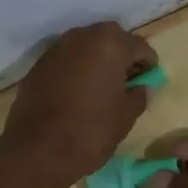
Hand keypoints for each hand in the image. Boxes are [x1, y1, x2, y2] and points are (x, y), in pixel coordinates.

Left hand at [3, 22, 157, 187]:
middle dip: (122, 55)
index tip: (149, 80)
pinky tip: (79, 91)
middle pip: (111, 38)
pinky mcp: (38, 65)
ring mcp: (56, 49)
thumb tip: (142, 88)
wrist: (38, 150)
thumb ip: (139, 96)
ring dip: (98, 59)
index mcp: (110, 45)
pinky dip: (77, 68)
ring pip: (86, 46)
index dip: (149, 63)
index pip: (139, 46)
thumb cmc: (91, 131)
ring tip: (103, 85)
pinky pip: (66, 59)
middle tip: (128, 79)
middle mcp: (82, 37)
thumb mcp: (125, 117)